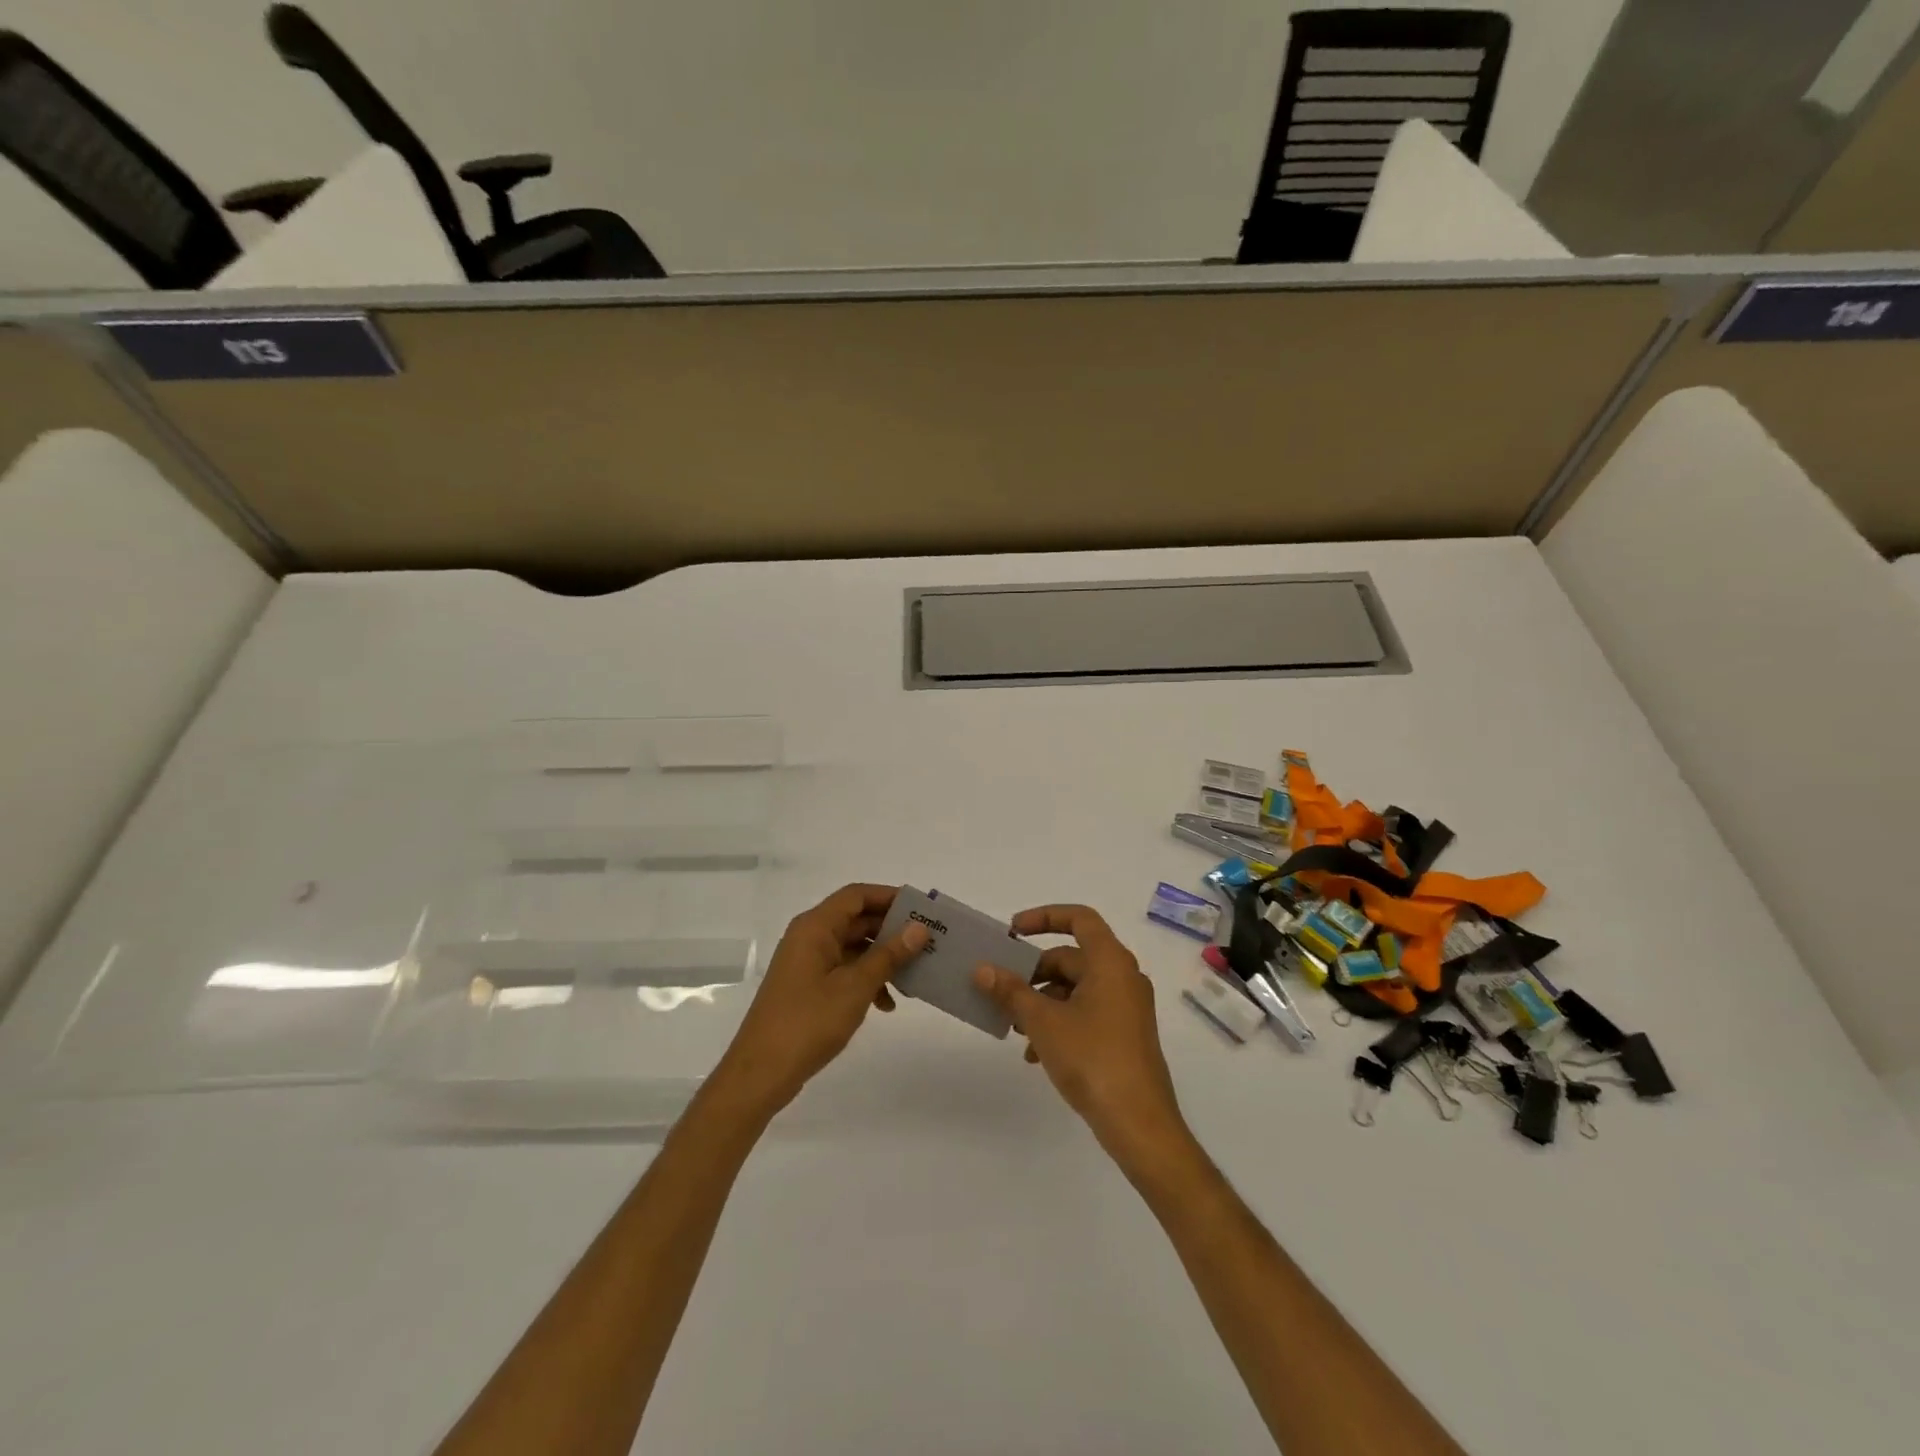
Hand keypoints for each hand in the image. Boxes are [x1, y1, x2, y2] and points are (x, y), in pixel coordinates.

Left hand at [713, 884, 927, 1116]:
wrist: (761, 1073)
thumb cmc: (809, 1021)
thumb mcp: (856, 987)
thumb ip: (889, 955)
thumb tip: (919, 929)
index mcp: (815, 927)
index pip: (857, 895)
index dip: (889, 897)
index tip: (921, 910)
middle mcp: (809, 937)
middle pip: (856, 920)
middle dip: (891, 931)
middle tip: (926, 943)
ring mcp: (806, 963)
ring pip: (852, 947)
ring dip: (881, 959)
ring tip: (912, 978)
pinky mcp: (806, 987)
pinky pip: (843, 970)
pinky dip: (865, 980)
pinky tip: (885, 1004)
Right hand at [972, 905, 1190, 1169]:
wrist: (1139, 1123)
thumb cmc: (1092, 1058)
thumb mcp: (1043, 1022)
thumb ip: (1011, 991)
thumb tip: (982, 969)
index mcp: (1110, 962)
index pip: (1079, 918)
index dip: (1044, 917)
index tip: (1012, 932)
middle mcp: (1123, 976)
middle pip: (1072, 957)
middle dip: (1033, 973)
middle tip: (1002, 990)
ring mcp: (1127, 1007)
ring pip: (1076, 989)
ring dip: (1042, 1002)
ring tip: (1015, 1028)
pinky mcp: (1125, 1034)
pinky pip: (1086, 1013)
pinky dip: (1060, 1022)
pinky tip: (1035, 1054)